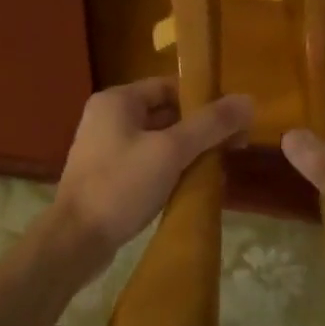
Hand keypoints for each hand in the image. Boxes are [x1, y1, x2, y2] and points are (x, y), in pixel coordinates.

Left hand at [53, 79, 254, 257]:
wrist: (76, 240)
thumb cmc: (121, 186)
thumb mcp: (170, 151)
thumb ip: (210, 125)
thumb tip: (248, 100)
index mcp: (117, 100)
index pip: (170, 86)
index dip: (204, 99)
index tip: (234, 119)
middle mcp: (108, 117)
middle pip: (165, 112)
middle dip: (200, 128)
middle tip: (235, 145)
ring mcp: (105, 147)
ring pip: (158, 139)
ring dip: (188, 150)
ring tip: (219, 167)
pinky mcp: (108, 175)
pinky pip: (147, 161)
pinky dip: (170, 168)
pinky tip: (193, 184)